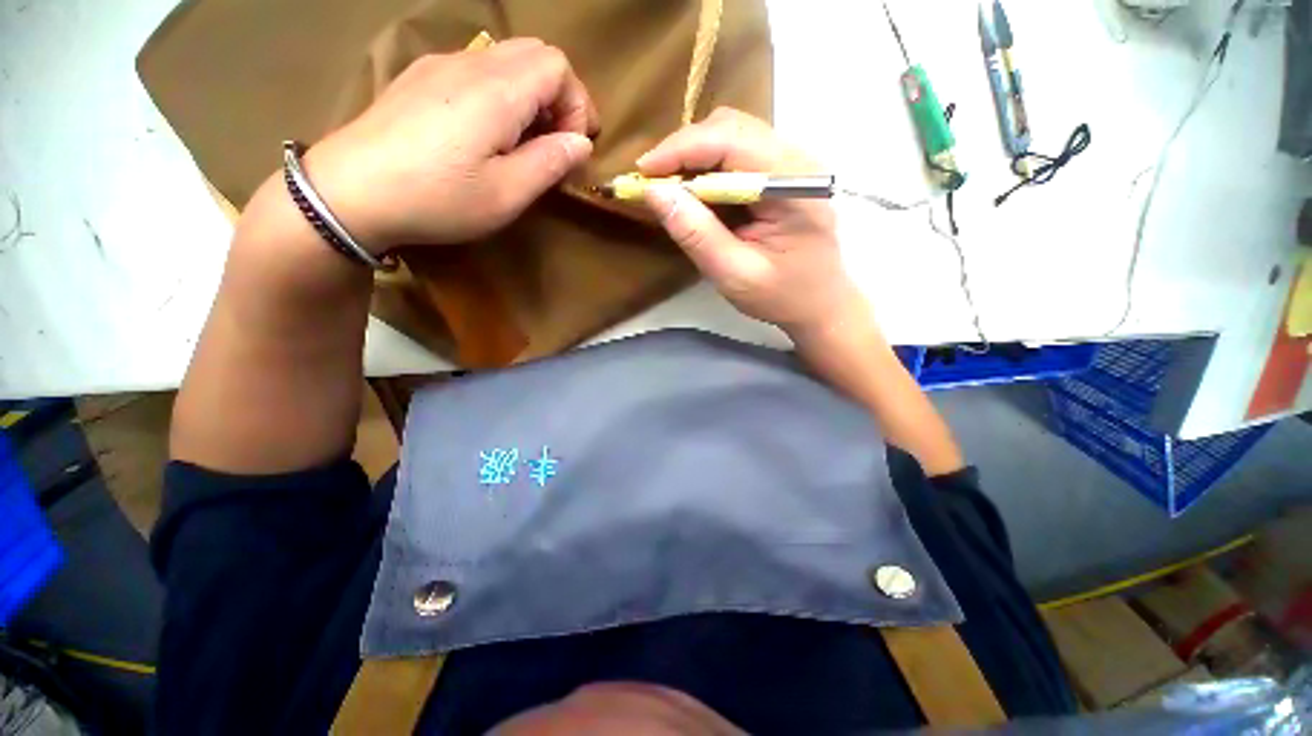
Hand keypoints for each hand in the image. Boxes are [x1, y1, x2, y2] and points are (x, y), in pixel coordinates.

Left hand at [303, 39, 599, 252]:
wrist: (348, 192)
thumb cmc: (437, 198)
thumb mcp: (507, 194)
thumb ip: (550, 163)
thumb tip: (581, 144)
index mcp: (497, 91)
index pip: (558, 66)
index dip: (577, 105)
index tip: (573, 147)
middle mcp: (470, 63)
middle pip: (534, 53)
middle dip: (559, 96)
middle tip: (556, 141)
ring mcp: (440, 66)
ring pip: (505, 58)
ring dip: (530, 95)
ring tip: (524, 141)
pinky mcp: (420, 78)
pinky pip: (476, 68)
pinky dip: (501, 93)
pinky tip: (487, 132)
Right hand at [638, 108, 864, 339]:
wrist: (820, 303)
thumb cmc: (781, 296)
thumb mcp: (733, 274)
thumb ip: (696, 234)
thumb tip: (654, 192)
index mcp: (793, 185)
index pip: (731, 141)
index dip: (681, 149)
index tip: (643, 172)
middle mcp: (797, 160)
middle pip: (731, 127)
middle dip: (684, 150)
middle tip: (654, 183)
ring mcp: (792, 162)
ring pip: (733, 134)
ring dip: (695, 156)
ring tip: (670, 188)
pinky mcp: (783, 171)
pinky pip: (739, 152)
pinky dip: (709, 166)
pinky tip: (697, 191)